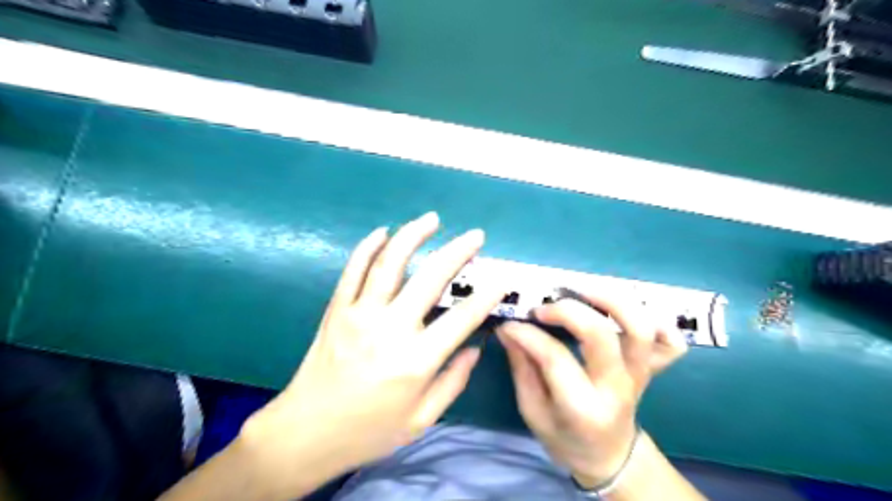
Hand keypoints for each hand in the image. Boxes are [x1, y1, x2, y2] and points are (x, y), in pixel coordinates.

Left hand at [235, 211, 499, 499]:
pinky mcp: (337, 309)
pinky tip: (382, 232)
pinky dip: (368, 247)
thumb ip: (453, 382)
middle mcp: (390, 330)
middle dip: (458, 252)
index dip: (486, 297)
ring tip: (432, 219)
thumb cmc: (369, 431)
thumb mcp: (421, 420)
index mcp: (416, 361)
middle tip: (475, 236)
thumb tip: (475, 348)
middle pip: (430, 279)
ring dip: (413, 235)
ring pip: (389, 264)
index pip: (461, 319)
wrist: (306, 433)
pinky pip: (353, 270)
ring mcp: (360, 314)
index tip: (501, 280)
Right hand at [499, 293, 683, 486]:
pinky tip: (626, 313)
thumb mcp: (532, 411)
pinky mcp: (651, 368)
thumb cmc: (564, 437)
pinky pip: (671, 343)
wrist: (609, 456)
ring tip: (581, 291)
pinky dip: (658, 322)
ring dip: (611, 300)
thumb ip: (521, 367)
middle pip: (600, 335)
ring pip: (639, 328)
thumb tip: (508, 329)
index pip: (555, 358)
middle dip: (567, 310)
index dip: (528, 334)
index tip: (510, 325)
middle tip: (543, 308)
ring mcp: (639, 375)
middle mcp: (616, 388)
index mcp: (582, 408)